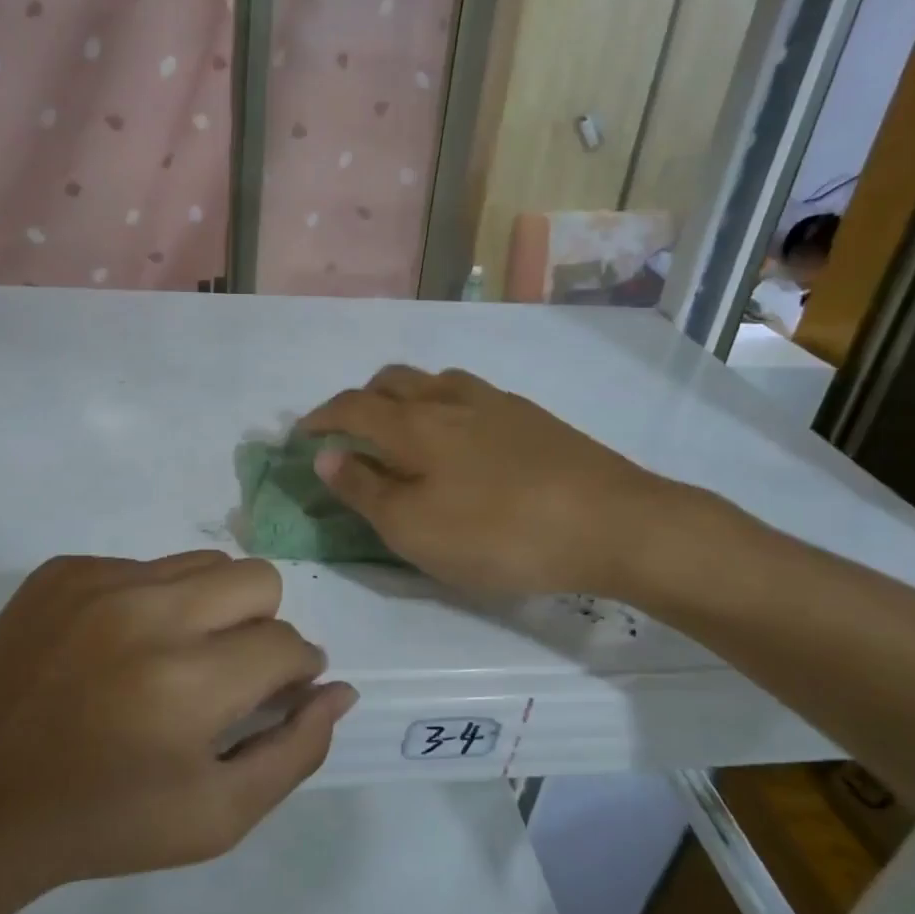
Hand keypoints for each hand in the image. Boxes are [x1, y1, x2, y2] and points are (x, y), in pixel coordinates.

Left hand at [0, 551, 356, 892]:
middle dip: (261, 626)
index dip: (295, 672)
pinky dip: (150, 603)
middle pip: (258, 579)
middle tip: (225, 674)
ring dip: (209, 608)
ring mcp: (99, 582)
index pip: (287, 644)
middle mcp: (149, 614)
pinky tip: (115, 652)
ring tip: (171, 659)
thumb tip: (338, 689)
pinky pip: (142, 566)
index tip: (273, 694)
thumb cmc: (103, 823)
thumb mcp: (216, 818)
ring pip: (203, 564)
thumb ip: (295, 752)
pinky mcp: (62, 571)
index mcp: (189, 682)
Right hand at [299, 366, 679, 598]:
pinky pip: (470, 396)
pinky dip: (445, 407)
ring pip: (435, 381)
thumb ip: (364, 490)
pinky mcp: (531, 417)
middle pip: (392, 380)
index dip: (321, 417)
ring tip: (405, 431)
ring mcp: (496, 402)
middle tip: (351, 432)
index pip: (352, 406)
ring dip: (406, 398)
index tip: (304, 434)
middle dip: (361, 400)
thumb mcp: (415, 528)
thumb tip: (326, 455)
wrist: (611, 522)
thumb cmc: (498, 533)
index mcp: (414, 423)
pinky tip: (462, 440)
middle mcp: (450, 398)